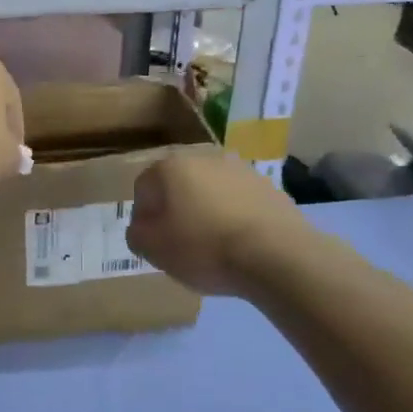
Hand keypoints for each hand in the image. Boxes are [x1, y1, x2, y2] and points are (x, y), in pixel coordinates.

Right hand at [126, 148, 308, 295]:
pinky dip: (234, 217)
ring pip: (210, 192)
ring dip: (206, 212)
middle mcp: (204, 157)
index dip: (143, 218)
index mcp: (171, 167)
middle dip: (175, 211)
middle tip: (180, 244)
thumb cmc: (204, 248)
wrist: (275, 254)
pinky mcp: (269, 186)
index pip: (143, 188)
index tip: (153, 243)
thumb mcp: (154, 249)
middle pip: (178, 185)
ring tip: (213, 246)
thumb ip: (137, 234)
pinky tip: (239, 244)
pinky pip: (239, 202)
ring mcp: (241, 169)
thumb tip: (142, 227)